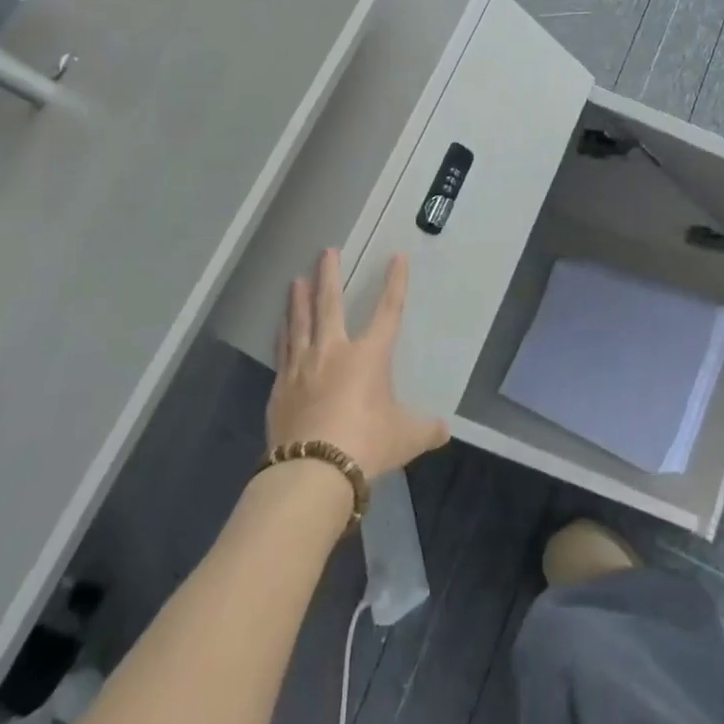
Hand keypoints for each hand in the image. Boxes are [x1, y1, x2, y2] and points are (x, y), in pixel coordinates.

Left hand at [267, 248, 448, 477]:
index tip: (396, 256)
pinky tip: (280, 327)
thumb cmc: (366, 444)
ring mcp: (302, 368)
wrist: (312, 472)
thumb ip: (425, 429)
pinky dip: (282, 334)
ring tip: (295, 280)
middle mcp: (334, 352)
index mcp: (369, 356)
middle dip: (329, 276)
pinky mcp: (280, 389)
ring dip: (298, 299)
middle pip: (330, 305)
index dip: (395, 283)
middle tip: (326, 251)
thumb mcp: (405, 437)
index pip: (387, 311)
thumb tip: (444, 431)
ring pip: (300, 323)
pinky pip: (282, 351)